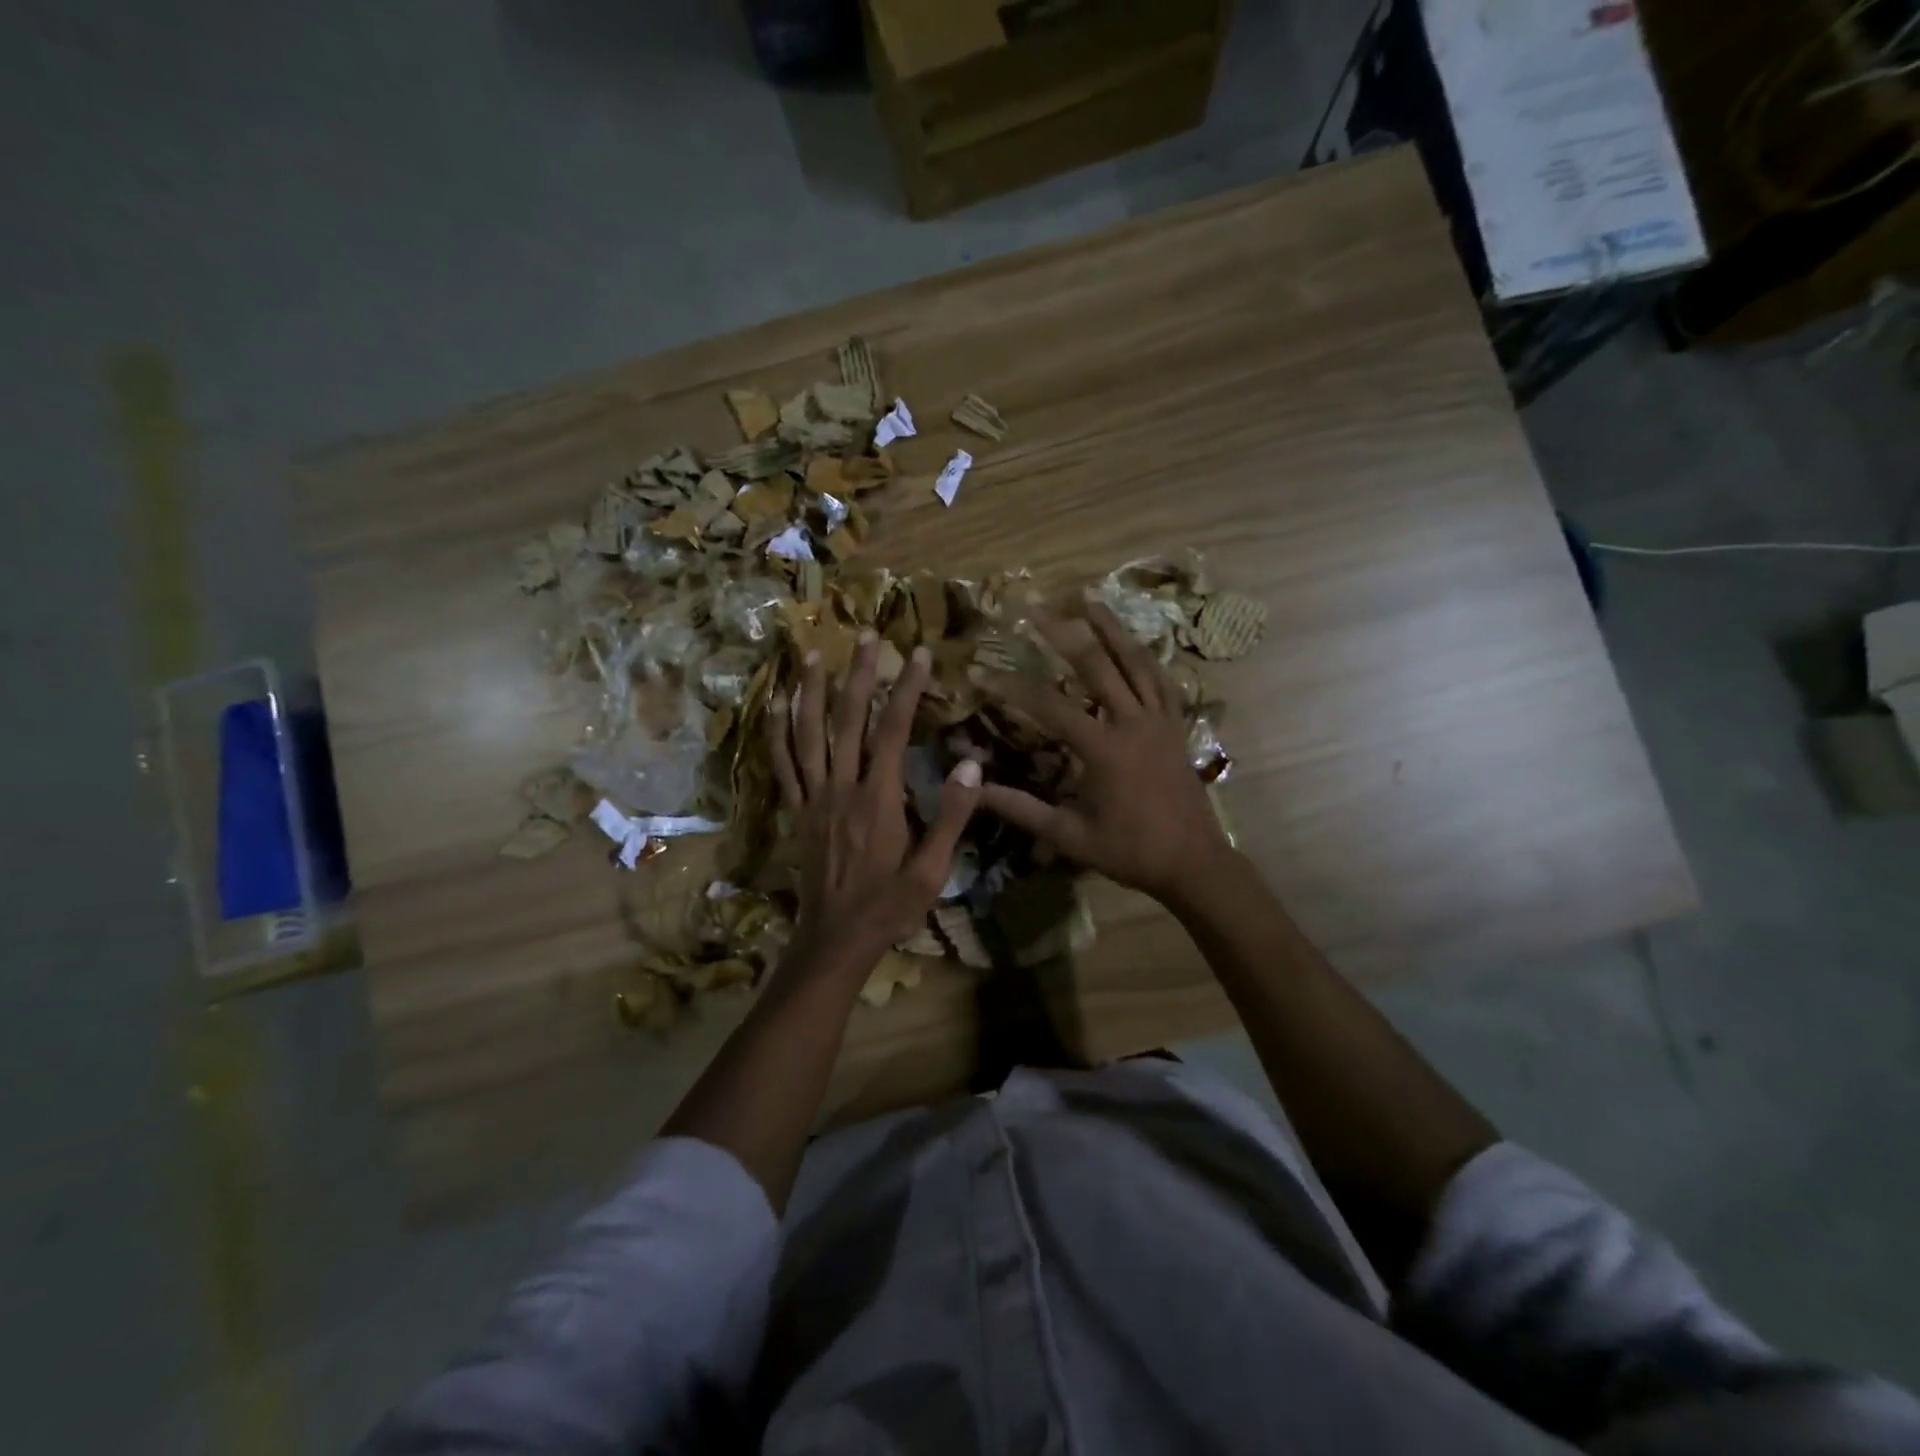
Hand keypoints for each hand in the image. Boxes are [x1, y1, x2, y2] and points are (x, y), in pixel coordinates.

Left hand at [769, 632, 981, 972]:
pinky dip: (777, 731)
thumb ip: (952, 816)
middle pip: (848, 719)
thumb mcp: (932, 870)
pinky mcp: (796, 811)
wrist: (835, 940)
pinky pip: (782, 764)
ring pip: (807, 734)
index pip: (893, 730)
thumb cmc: (889, 907)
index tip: (918, 653)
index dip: (906, 688)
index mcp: (878, 798)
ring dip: (810, 691)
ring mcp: (813, 797)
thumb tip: (972, 763)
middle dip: (859, 673)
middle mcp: (842, 788)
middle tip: (867, 634)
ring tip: (813, 653)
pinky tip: (776, 704)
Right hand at [978, 604, 1231, 904]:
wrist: (1193, 862)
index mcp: (1103, 749)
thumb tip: (975, 791)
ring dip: (1111, 629)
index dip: (1011, 686)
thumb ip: (1021, 809)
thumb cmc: (1129, 851)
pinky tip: (1133, 644)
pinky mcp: (1177, 726)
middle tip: (1037, 606)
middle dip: (1063, 633)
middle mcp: (1132, 723)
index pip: (1048, 706)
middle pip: (1095, 665)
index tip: (980, 670)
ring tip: (1089, 600)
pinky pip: (1161, 681)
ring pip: (1135, 662)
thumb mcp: (1069, 835)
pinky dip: (1145, 658)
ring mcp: (1159, 720)